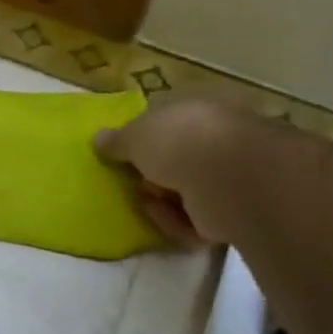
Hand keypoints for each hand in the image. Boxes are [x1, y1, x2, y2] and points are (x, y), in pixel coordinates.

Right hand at [94, 95, 250, 245]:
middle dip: (152, 175)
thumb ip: (116, 140)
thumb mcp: (134, 136)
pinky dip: (179, 223)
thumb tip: (99, 139)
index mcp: (196, 111)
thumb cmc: (177, 143)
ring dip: (162, 202)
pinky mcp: (233, 212)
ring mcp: (227, 177)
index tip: (123, 155)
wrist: (226, 178)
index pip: (167, 122)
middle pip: (175, 161)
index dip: (143, 139)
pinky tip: (169, 219)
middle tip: (135, 181)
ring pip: (184, 194)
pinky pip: (196, 221)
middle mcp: (215, 140)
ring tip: (150, 203)